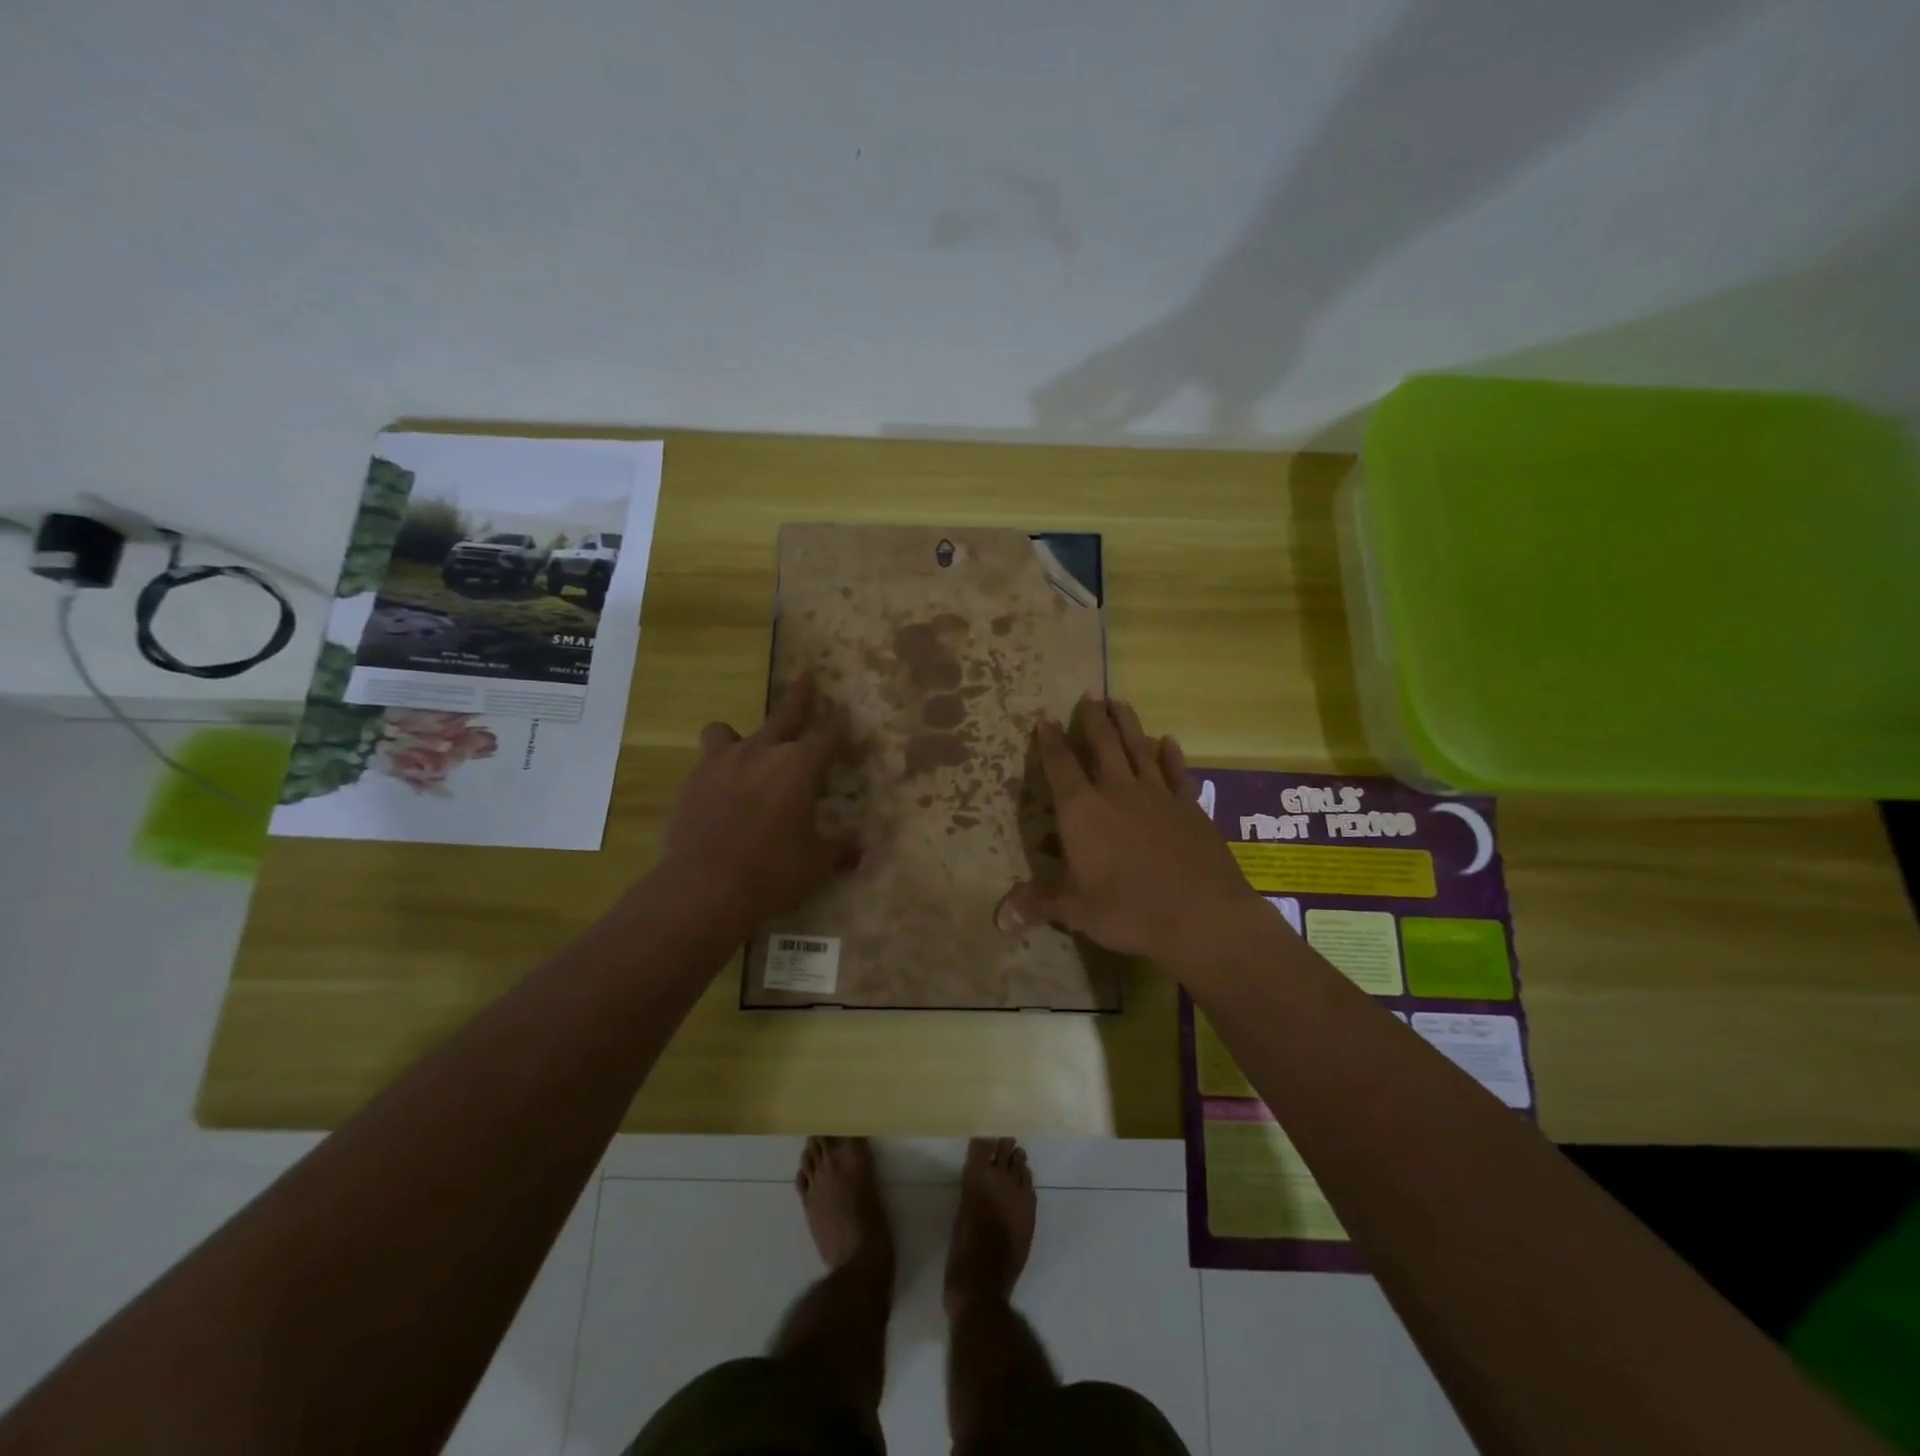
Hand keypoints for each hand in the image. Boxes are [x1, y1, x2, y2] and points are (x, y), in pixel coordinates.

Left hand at [658, 674, 855, 926]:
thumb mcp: (815, 863)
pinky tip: (718, 791)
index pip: (828, 735)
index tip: (845, 714)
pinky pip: (707, 761)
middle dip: (800, 697)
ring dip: (740, 736)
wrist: (705, 886)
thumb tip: (858, 851)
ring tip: (740, 748)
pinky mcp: (693, 780)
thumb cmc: (773, 871)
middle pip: (785, 714)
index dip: (840, 725)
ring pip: (728, 730)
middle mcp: (763, 752)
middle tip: (805, 679)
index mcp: (800, 766)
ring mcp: (723, 762)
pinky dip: (717, 769)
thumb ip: (838, 850)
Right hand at [997, 695, 1263, 963]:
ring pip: (1139, 748)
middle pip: (1103, 744)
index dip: (1050, 741)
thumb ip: (1038, 904)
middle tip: (1089, 694)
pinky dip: (1170, 754)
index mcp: (1083, 811)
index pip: (1060, 766)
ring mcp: (1157, 795)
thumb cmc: (1129, 911)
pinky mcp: (1190, 806)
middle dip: (1093, 718)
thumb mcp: (1075, 910)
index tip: (1045, 717)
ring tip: (1119, 701)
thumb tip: (999, 919)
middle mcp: (1118, 791)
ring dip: (1128, 724)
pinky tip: (1168, 741)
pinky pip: (1176, 772)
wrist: (1203, 915)